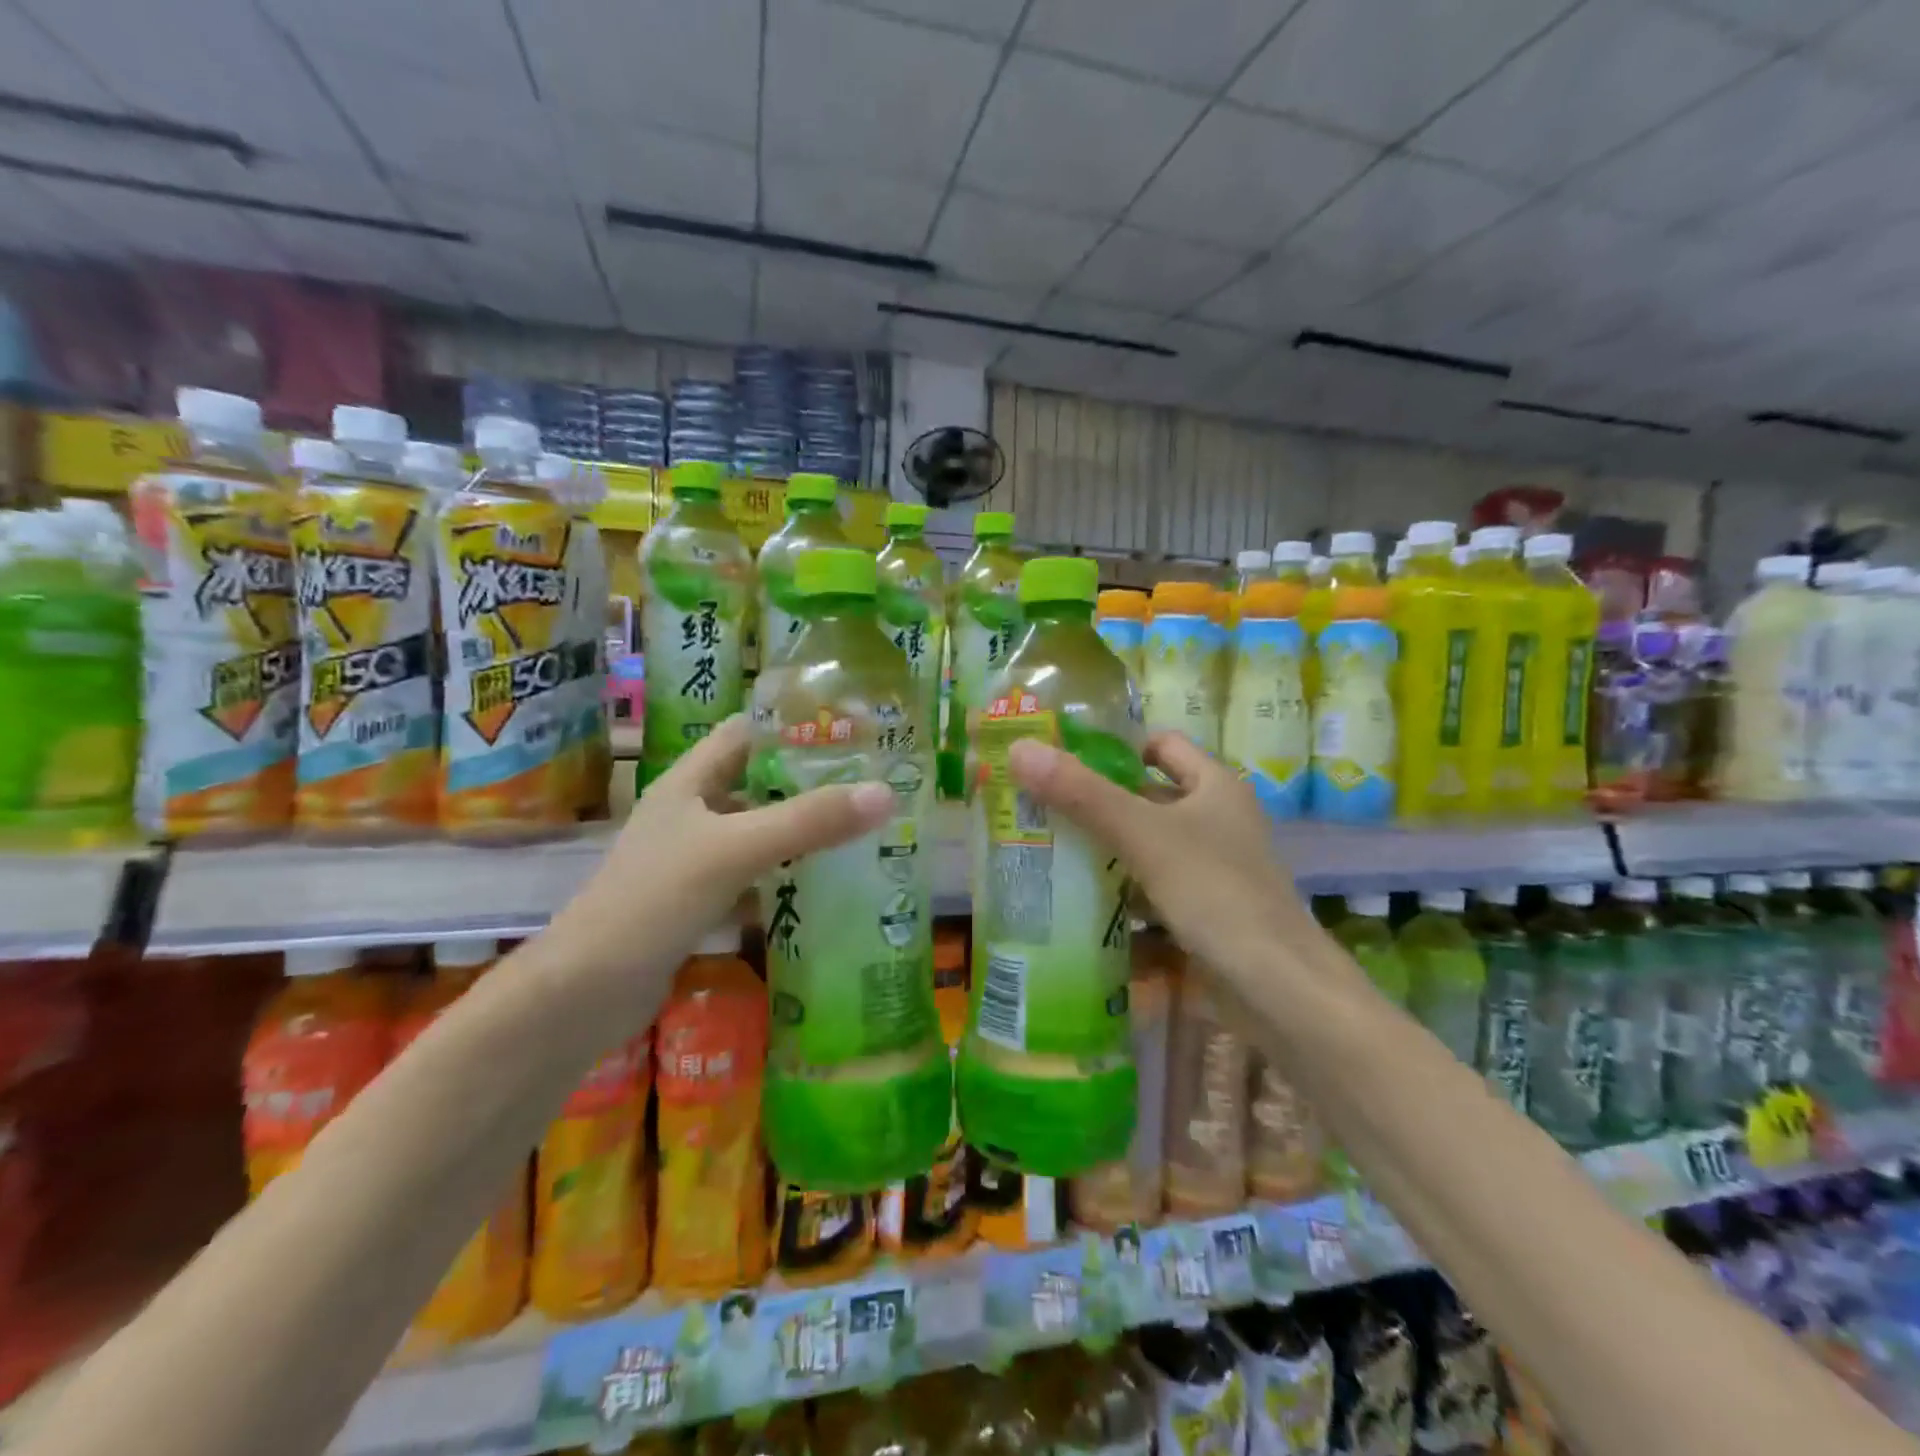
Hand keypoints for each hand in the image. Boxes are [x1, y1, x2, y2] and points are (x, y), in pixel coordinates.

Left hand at [551, 715, 891, 999]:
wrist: (586, 992)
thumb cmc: (655, 900)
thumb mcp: (736, 850)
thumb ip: (808, 822)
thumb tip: (885, 793)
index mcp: (689, 782)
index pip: (745, 733)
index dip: (791, 726)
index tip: (849, 730)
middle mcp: (690, 813)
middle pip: (756, 783)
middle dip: (808, 782)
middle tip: (870, 782)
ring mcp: (692, 859)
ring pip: (757, 831)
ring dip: (800, 830)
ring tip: (860, 828)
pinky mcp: (698, 901)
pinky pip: (751, 875)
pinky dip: (784, 875)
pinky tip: (823, 883)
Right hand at [1007, 731, 1318, 992]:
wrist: (1280, 992)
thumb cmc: (1218, 894)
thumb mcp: (1144, 836)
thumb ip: (1082, 794)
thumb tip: (1020, 749)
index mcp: (1214, 787)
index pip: (1161, 746)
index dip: (1116, 747)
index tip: (1063, 761)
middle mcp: (1215, 823)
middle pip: (1145, 800)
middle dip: (1095, 806)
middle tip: (1037, 810)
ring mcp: (1210, 873)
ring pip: (1145, 851)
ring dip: (1102, 855)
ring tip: (1043, 855)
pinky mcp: (1201, 916)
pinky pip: (1150, 895)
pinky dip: (1119, 900)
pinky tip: (1076, 909)